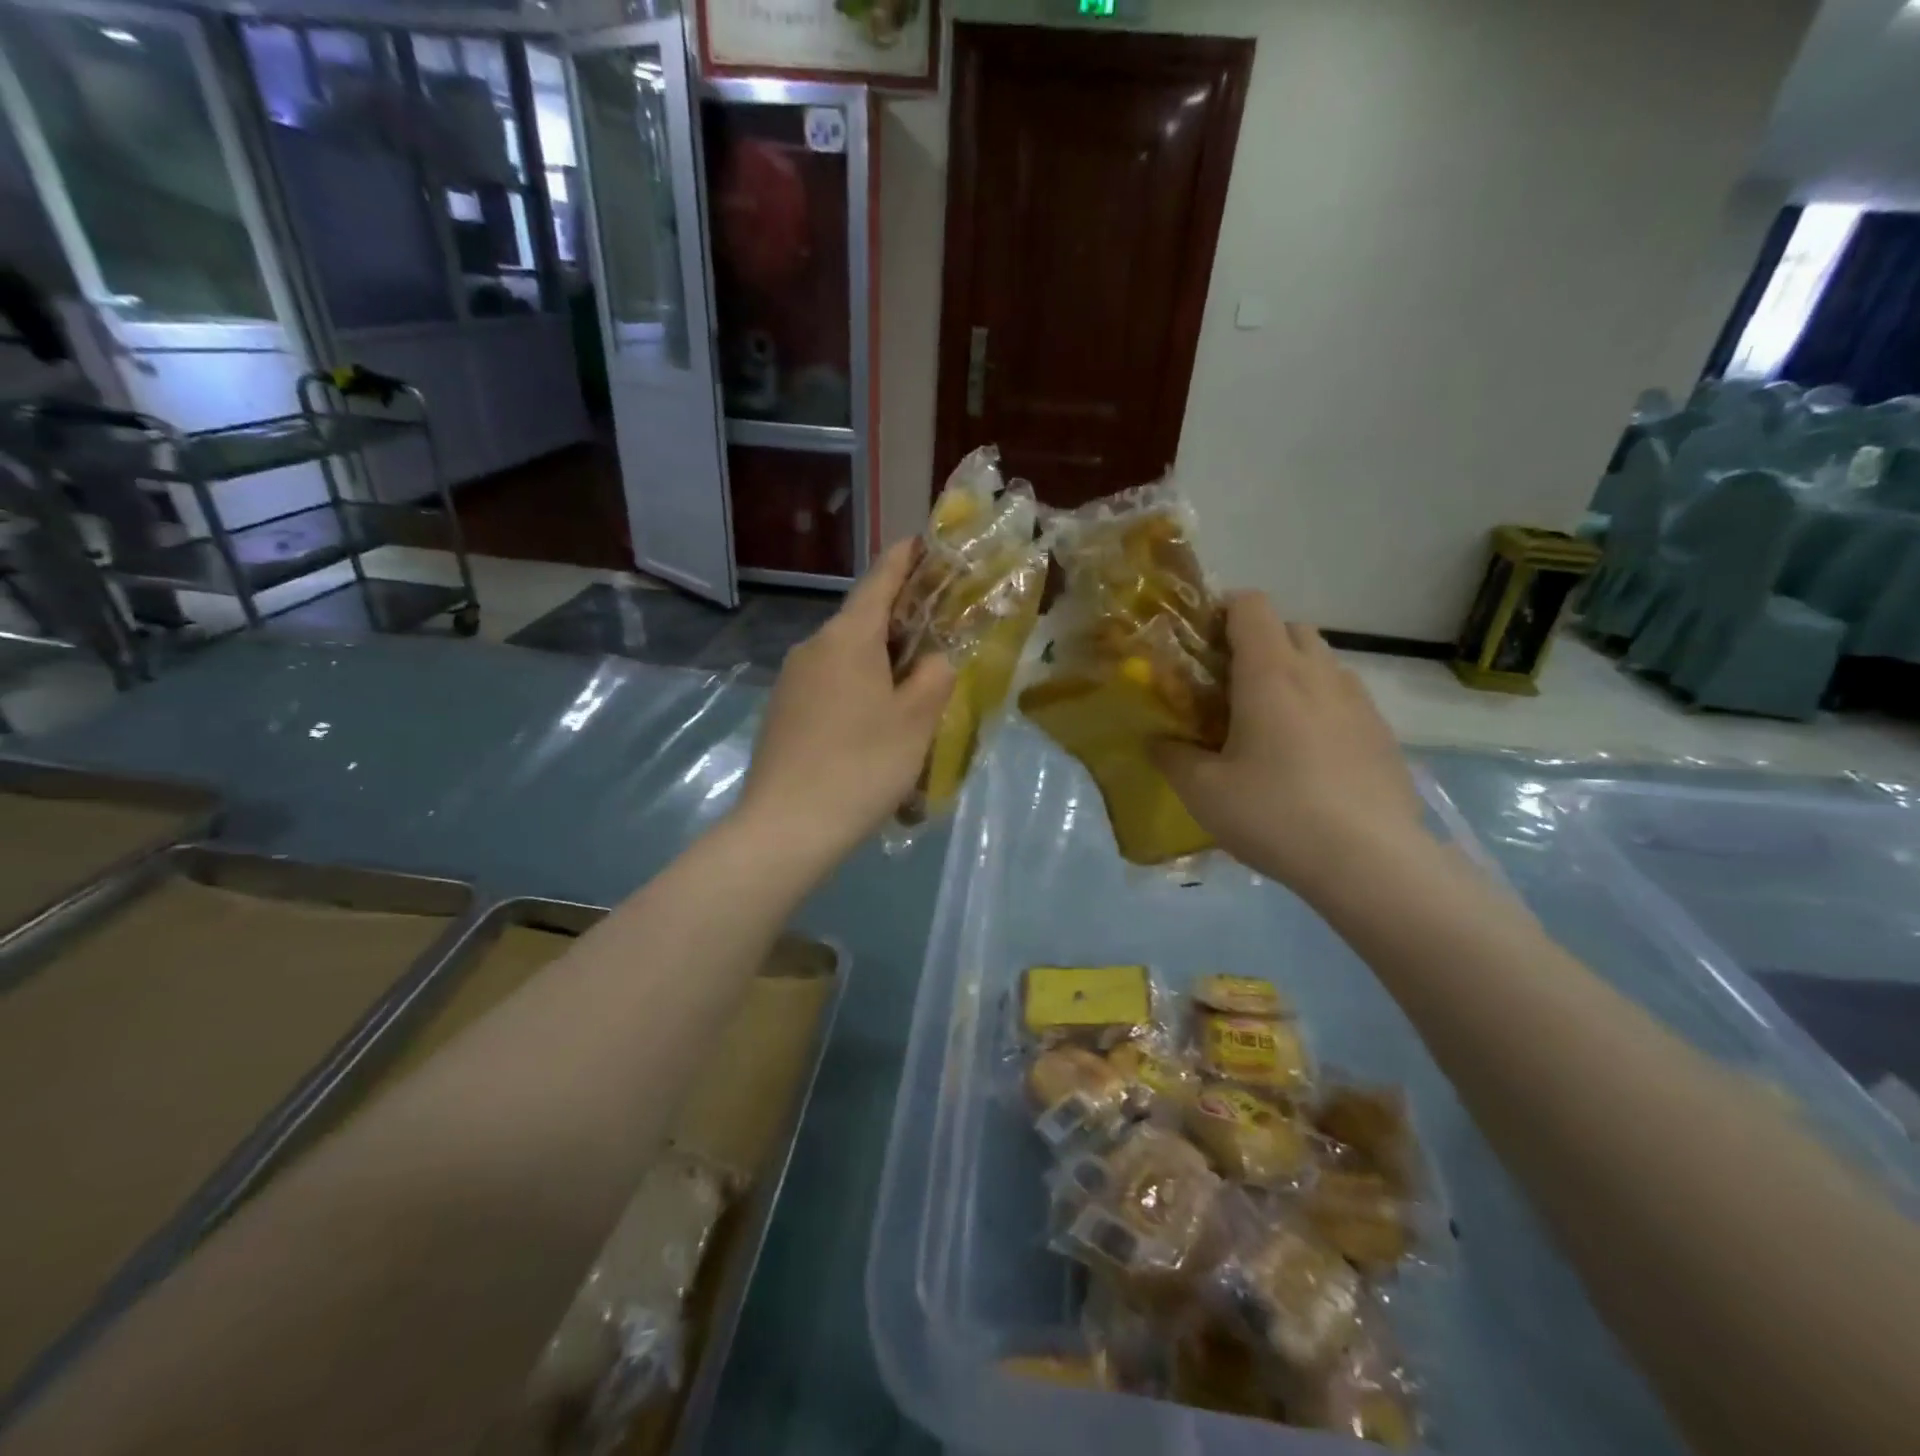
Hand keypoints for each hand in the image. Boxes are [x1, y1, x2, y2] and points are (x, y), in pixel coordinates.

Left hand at [734, 539, 955, 863]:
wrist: (787, 827)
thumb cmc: (861, 765)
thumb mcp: (916, 720)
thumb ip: (934, 676)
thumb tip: (933, 659)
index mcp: (847, 638)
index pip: (879, 582)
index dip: (903, 559)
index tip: (921, 541)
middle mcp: (813, 648)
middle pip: (862, 621)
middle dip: (899, 622)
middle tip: (936, 633)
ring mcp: (791, 681)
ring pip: (845, 658)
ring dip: (878, 664)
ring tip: (910, 691)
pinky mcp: (782, 713)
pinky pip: (828, 687)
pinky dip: (856, 691)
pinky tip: (873, 726)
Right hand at [1153, 593, 1425, 892]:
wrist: (1370, 862)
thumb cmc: (1274, 814)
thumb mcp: (1203, 791)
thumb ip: (1171, 757)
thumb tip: (1156, 741)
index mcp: (1270, 674)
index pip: (1252, 606)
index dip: (1223, 610)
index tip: (1202, 643)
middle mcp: (1319, 674)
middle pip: (1290, 627)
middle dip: (1258, 642)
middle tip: (1231, 687)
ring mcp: (1359, 702)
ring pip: (1322, 662)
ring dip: (1293, 674)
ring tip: (1270, 723)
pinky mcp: (1383, 734)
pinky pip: (1345, 699)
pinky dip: (1321, 707)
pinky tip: (1309, 757)